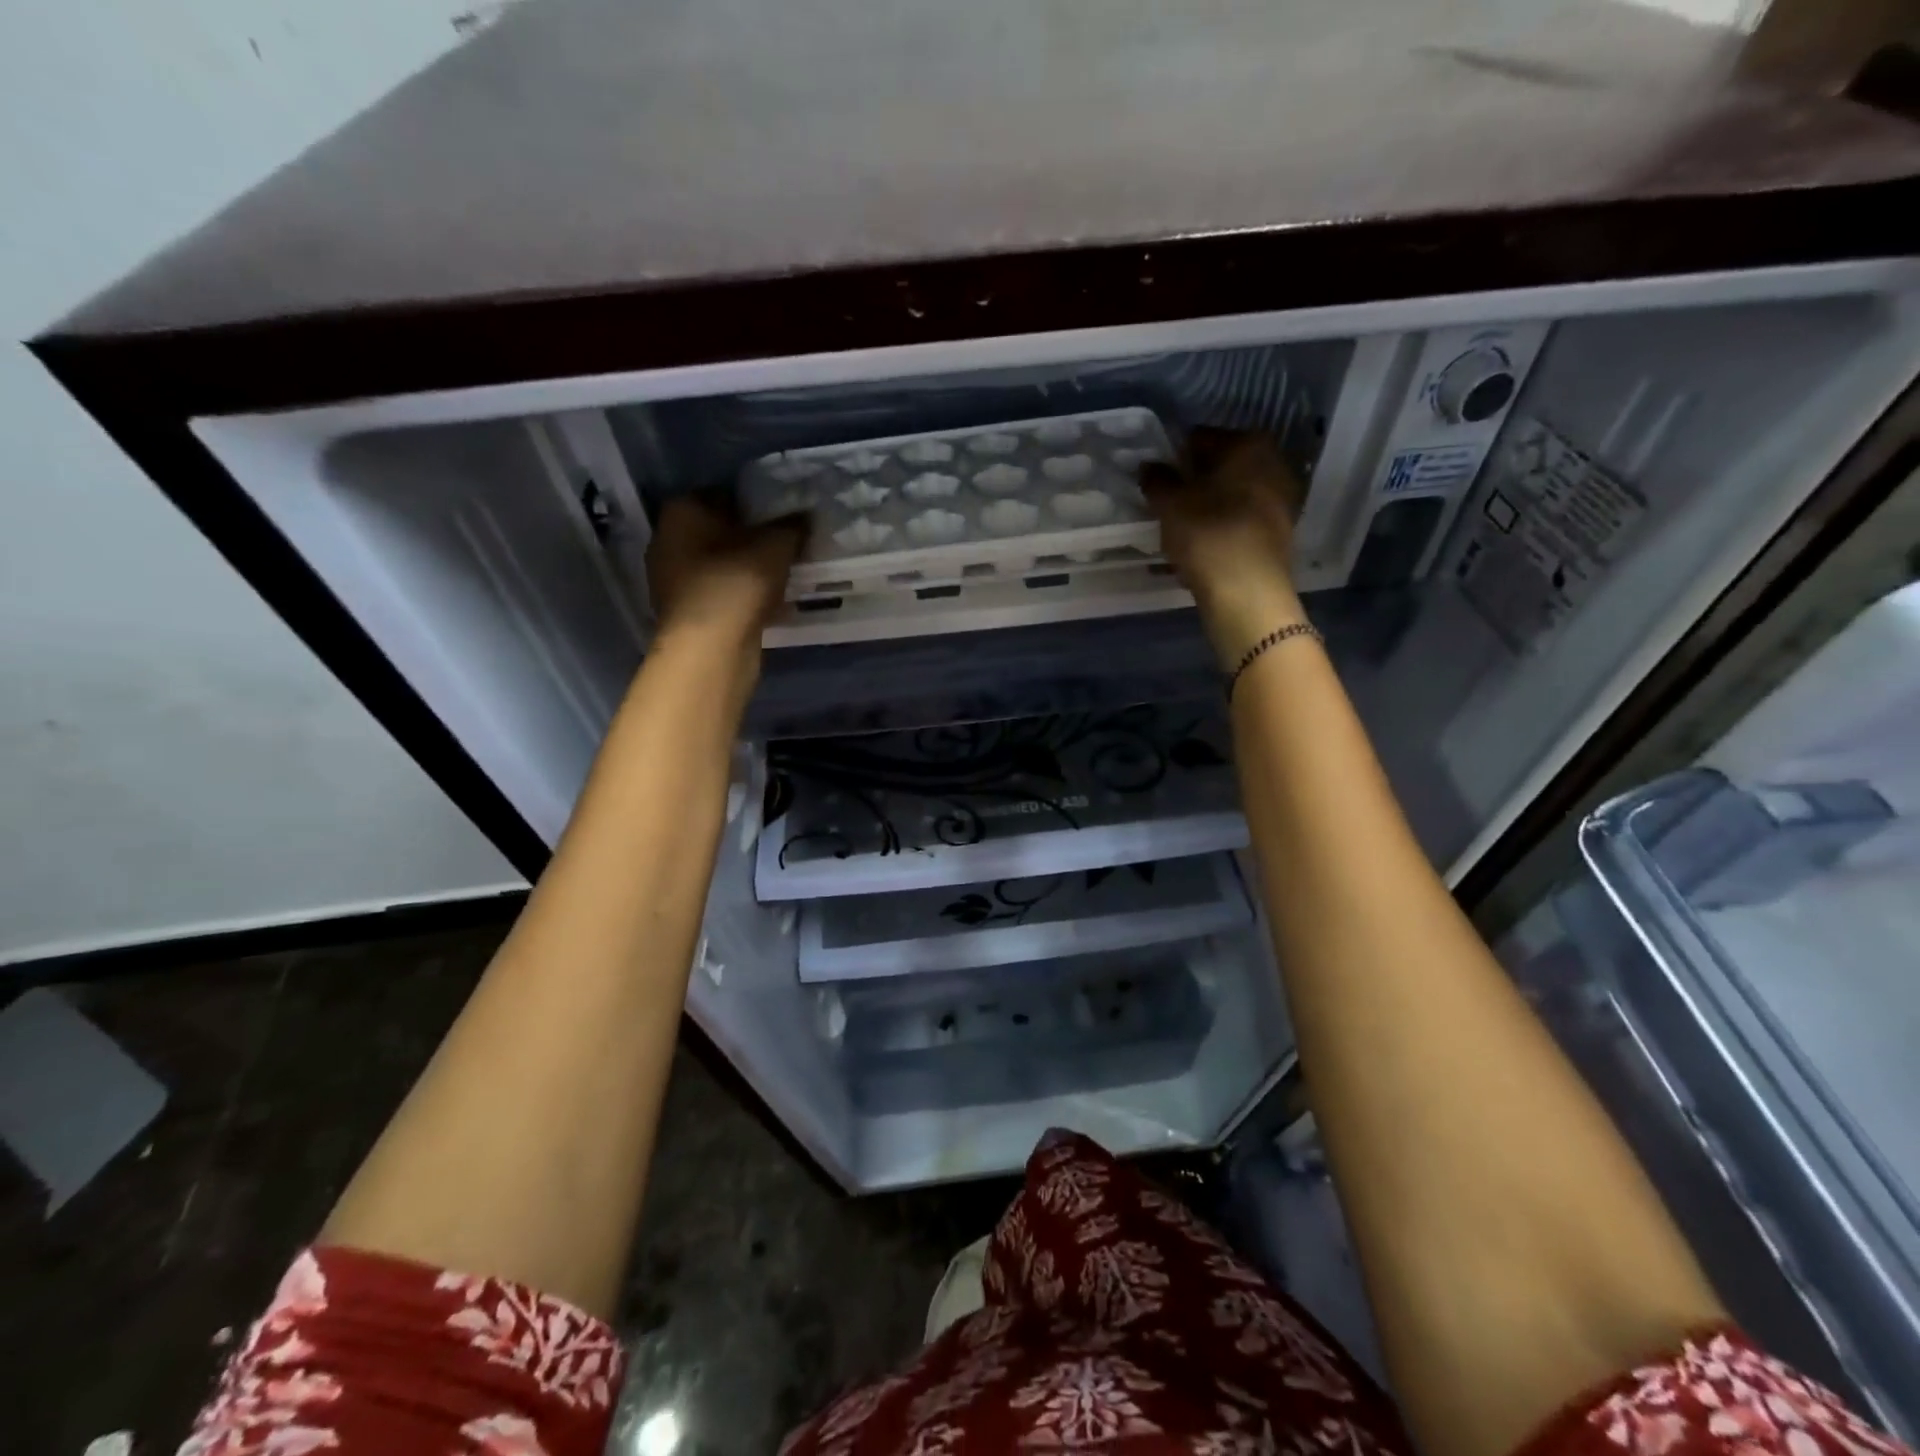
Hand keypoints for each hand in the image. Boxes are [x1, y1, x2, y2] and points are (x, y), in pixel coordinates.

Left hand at [646, 495, 804, 649]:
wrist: (710, 649)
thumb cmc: (736, 582)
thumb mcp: (776, 546)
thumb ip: (791, 526)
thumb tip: (803, 516)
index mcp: (681, 511)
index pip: (722, 494)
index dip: (754, 503)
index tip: (781, 516)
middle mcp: (666, 540)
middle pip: (717, 531)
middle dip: (748, 538)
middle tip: (784, 545)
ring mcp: (670, 580)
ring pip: (717, 565)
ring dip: (744, 569)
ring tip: (780, 575)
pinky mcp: (684, 612)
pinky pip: (718, 593)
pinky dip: (739, 595)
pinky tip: (767, 602)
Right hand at [1142, 429, 1307, 668]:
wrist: (1248, 594)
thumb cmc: (1208, 536)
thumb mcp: (1170, 506)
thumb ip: (1157, 481)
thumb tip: (1150, 467)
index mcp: (1248, 445)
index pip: (1200, 438)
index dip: (1174, 457)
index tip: (1155, 479)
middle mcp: (1272, 464)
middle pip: (1220, 468)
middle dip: (1193, 483)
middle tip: (1166, 505)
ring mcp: (1280, 500)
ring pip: (1230, 497)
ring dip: (1206, 508)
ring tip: (1178, 531)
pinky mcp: (1278, 534)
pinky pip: (1240, 523)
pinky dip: (1219, 530)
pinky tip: (1200, 550)